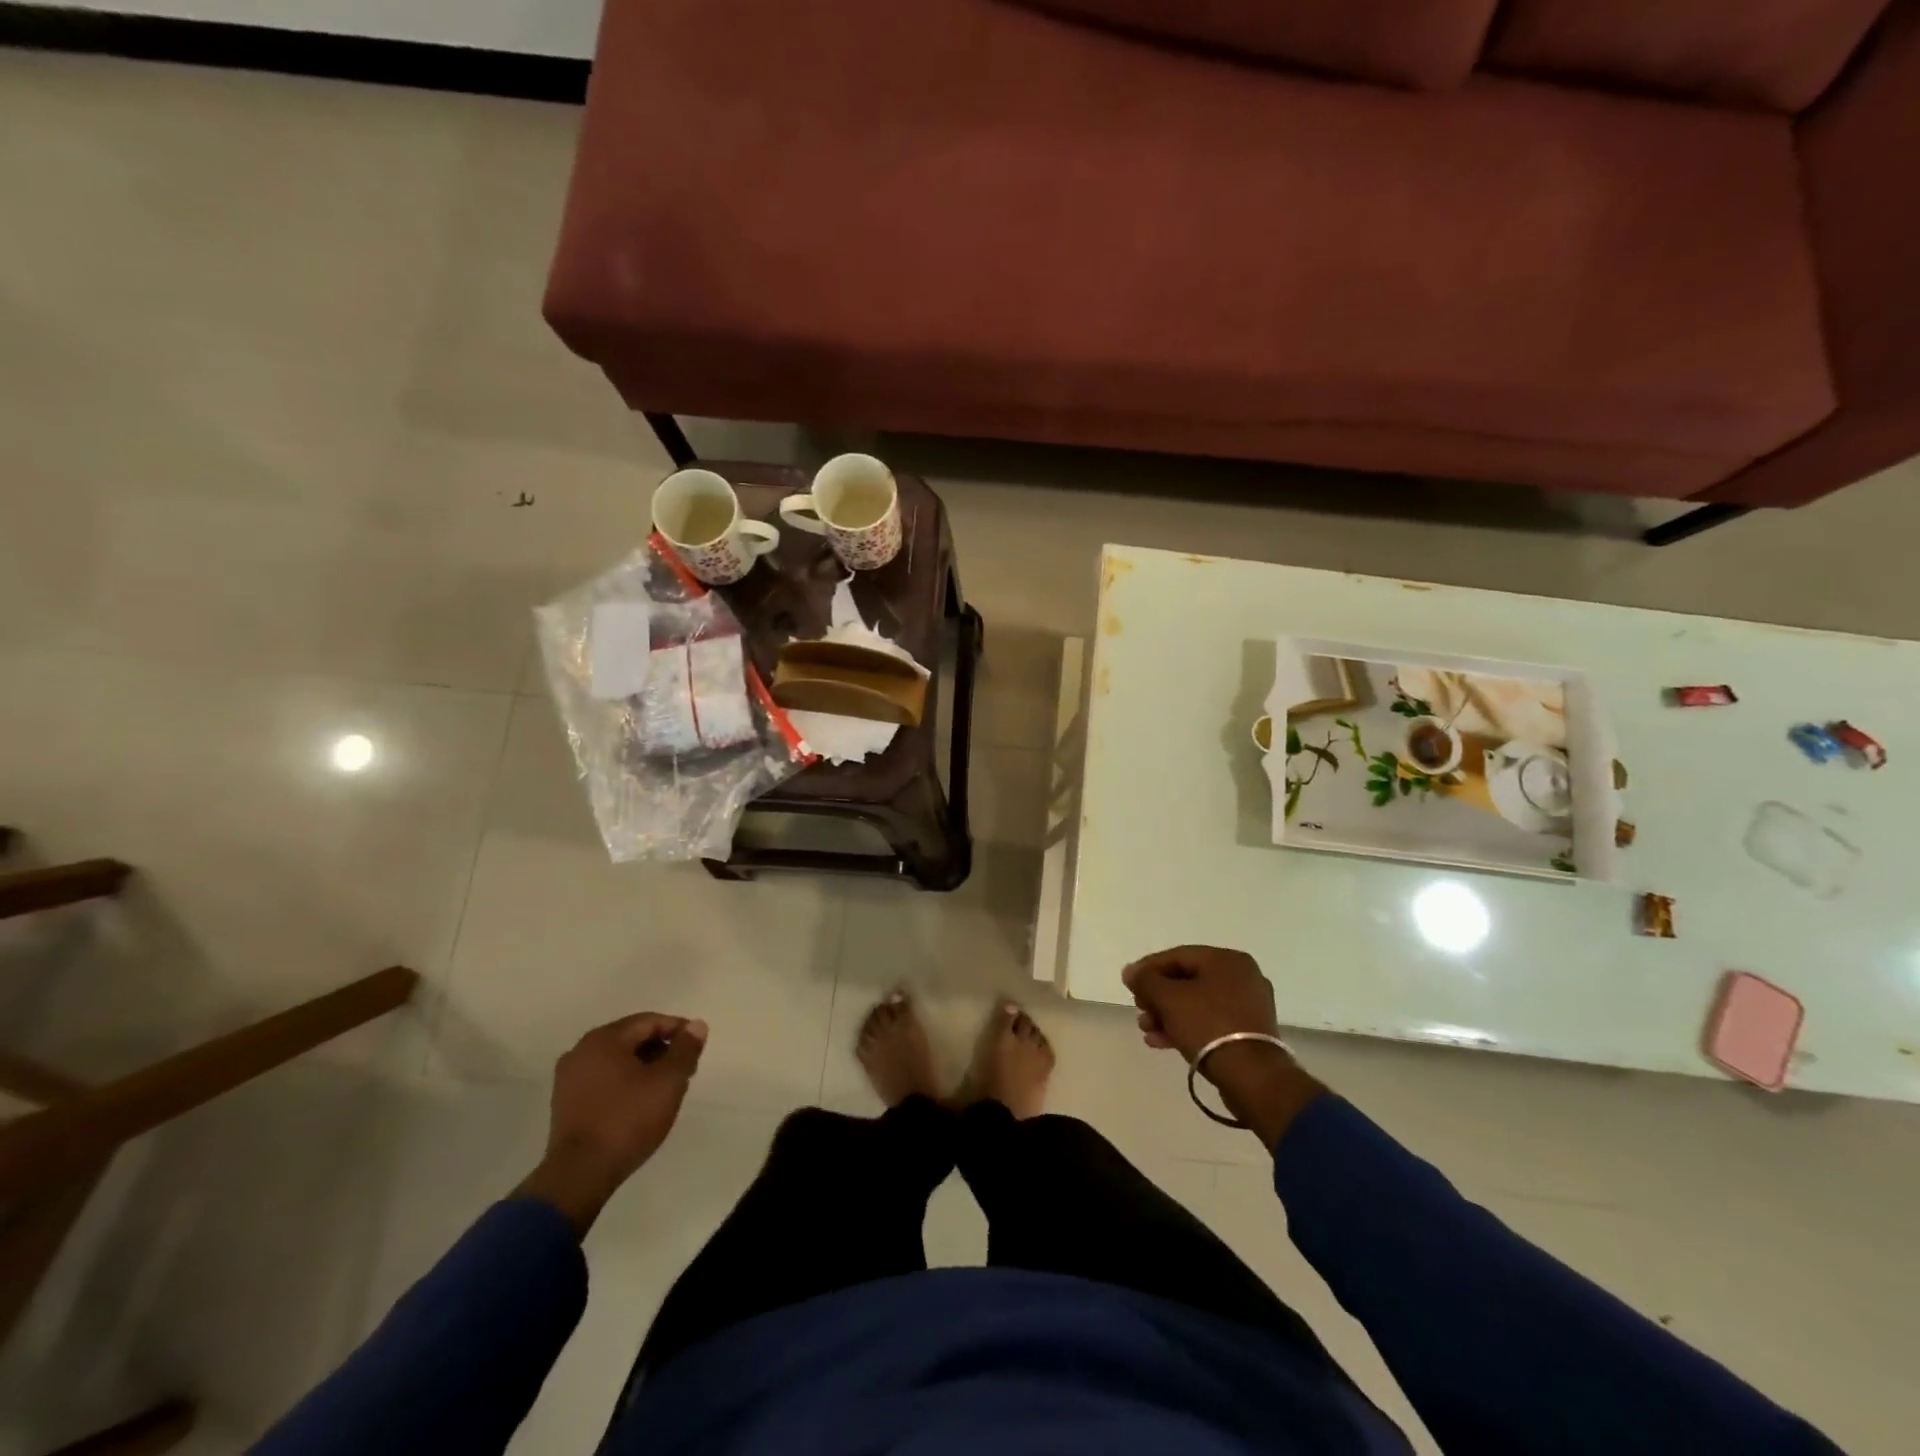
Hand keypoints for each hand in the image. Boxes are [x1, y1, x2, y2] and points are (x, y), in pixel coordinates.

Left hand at [515, 1013, 707, 1234]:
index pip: (649, 1022)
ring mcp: (569, 1079)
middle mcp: (581, 1051)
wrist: (579, 1175)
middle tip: (685, 1068)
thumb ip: (685, 1049)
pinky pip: (603, 1080)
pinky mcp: (565, 1104)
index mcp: (604, 1039)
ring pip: (617, 1060)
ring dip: (644, 1067)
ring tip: (666, 1087)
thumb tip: (696, 1025)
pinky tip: (640, 1102)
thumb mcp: (668, 1082)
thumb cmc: (627, 1120)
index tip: (697, 1047)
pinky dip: (625, 1082)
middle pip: (631, 1039)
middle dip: (661, 1049)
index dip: (677, 1030)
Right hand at [1122, 944, 1278, 1059]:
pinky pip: (1210, 1022)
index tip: (1129, 985)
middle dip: (1158, 997)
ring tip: (1147, 1030)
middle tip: (1140, 1010)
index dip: (1148, 968)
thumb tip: (1130, 971)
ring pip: (1197, 1004)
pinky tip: (1162, 1042)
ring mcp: (1248, 1006)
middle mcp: (1242, 977)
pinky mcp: (1249, 1033)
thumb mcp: (1169, 999)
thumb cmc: (1209, 1026)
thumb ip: (1146, 980)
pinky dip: (1186, 1028)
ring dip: (1167, 1015)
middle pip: (1187, 981)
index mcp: (1227, 960)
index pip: (1178, 956)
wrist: (1252, 1077)